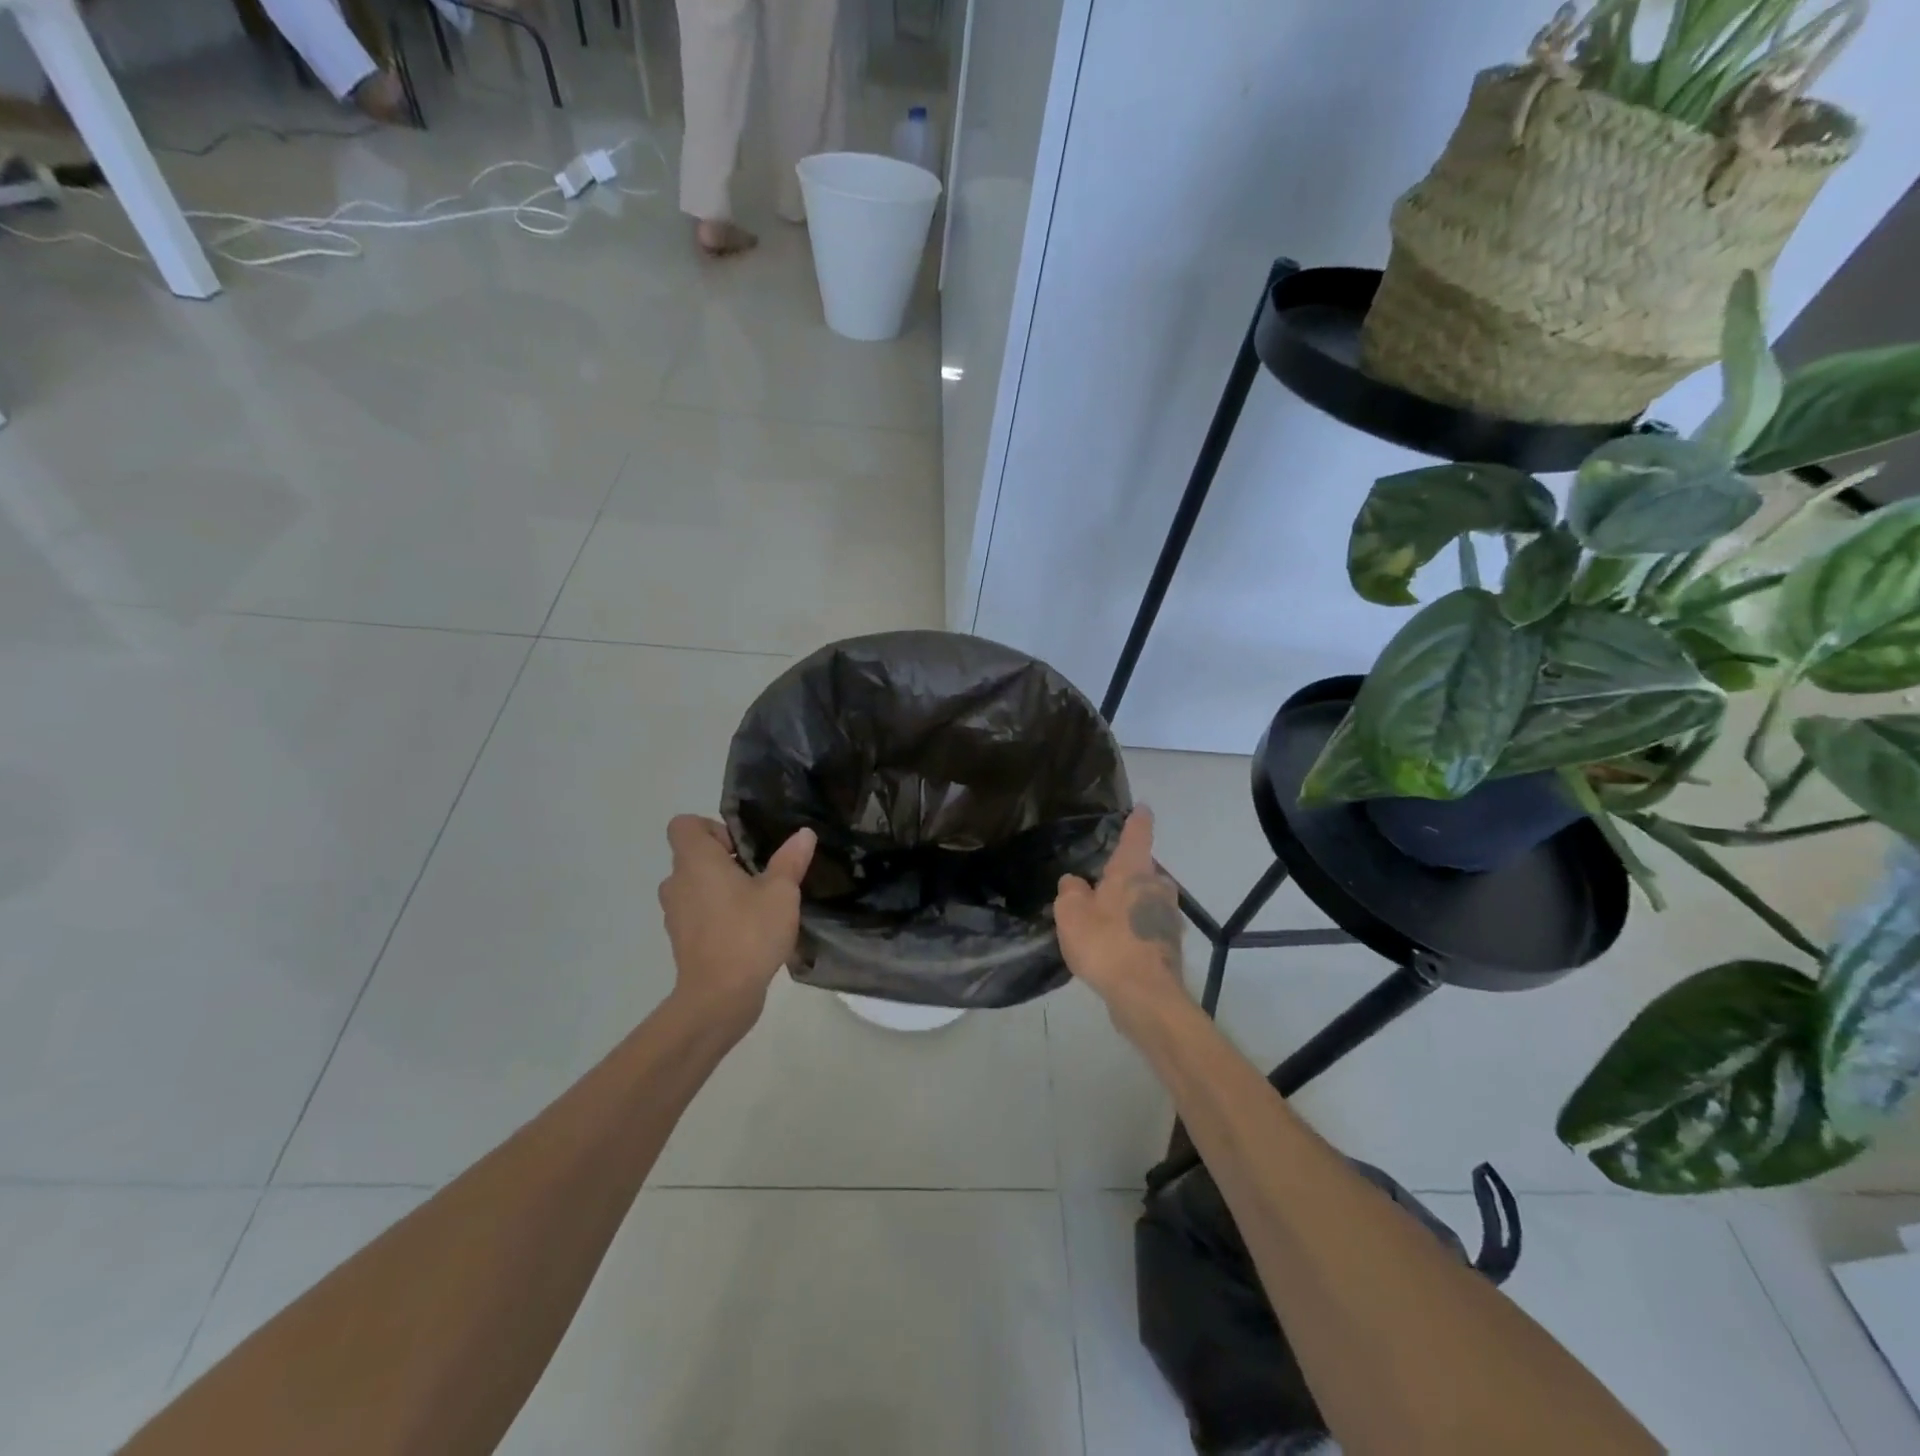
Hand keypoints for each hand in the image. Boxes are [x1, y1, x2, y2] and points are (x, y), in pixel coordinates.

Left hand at [659, 816, 815, 1029]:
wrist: (718, 998)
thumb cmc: (748, 933)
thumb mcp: (781, 892)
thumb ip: (791, 859)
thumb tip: (803, 833)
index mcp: (696, 861)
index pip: (685, 824)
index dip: (713, 828)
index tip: (743, 848)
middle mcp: (677, 882)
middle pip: (694, 855)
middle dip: (726, 860)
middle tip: (761, 875)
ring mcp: (675, 914)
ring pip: (696, 886)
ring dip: (722, 889)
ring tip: (758, 903)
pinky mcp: (681, 940)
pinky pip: (698, 913)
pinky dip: (717, 914)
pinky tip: (748, 930)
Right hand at [1054, 807, 1190, 1025]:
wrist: (1144, 996)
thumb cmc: (1105, 944)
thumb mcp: (1071, 913)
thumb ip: (1070, 891)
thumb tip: (1075, 882)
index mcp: (1133, 872)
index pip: (1137, 835)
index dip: (1138, 820)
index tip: (1142, 807)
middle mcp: (1157, 887)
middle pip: (1144, 871)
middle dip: (1128, 874)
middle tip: (1103, 884)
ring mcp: (1169, 917)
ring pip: (1148, 900)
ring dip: (1132, 905)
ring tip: (1106, 920)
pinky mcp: (1170, 945)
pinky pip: (1149, 927)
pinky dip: (1136, 931)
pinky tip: (1117, 947)